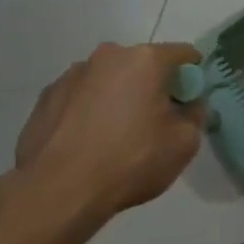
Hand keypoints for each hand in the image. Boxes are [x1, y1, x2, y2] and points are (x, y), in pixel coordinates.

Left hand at [11, 42, 206, 220]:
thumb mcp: (184, 143)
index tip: (190, 103)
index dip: (193, 77)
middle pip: (143, 65)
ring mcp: (72, 74)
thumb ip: (195, 115)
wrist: (60, 189)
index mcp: (145, 60)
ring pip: (109, 80)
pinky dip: (91, 110)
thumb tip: (189, 105)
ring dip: (119, 97)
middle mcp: (108, 56)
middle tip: (155, 123)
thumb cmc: (131, 160)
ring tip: (116, 136)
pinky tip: (89, 142)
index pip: (184, 54)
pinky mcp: (47, 96)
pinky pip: (82, 97)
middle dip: (153, 86)